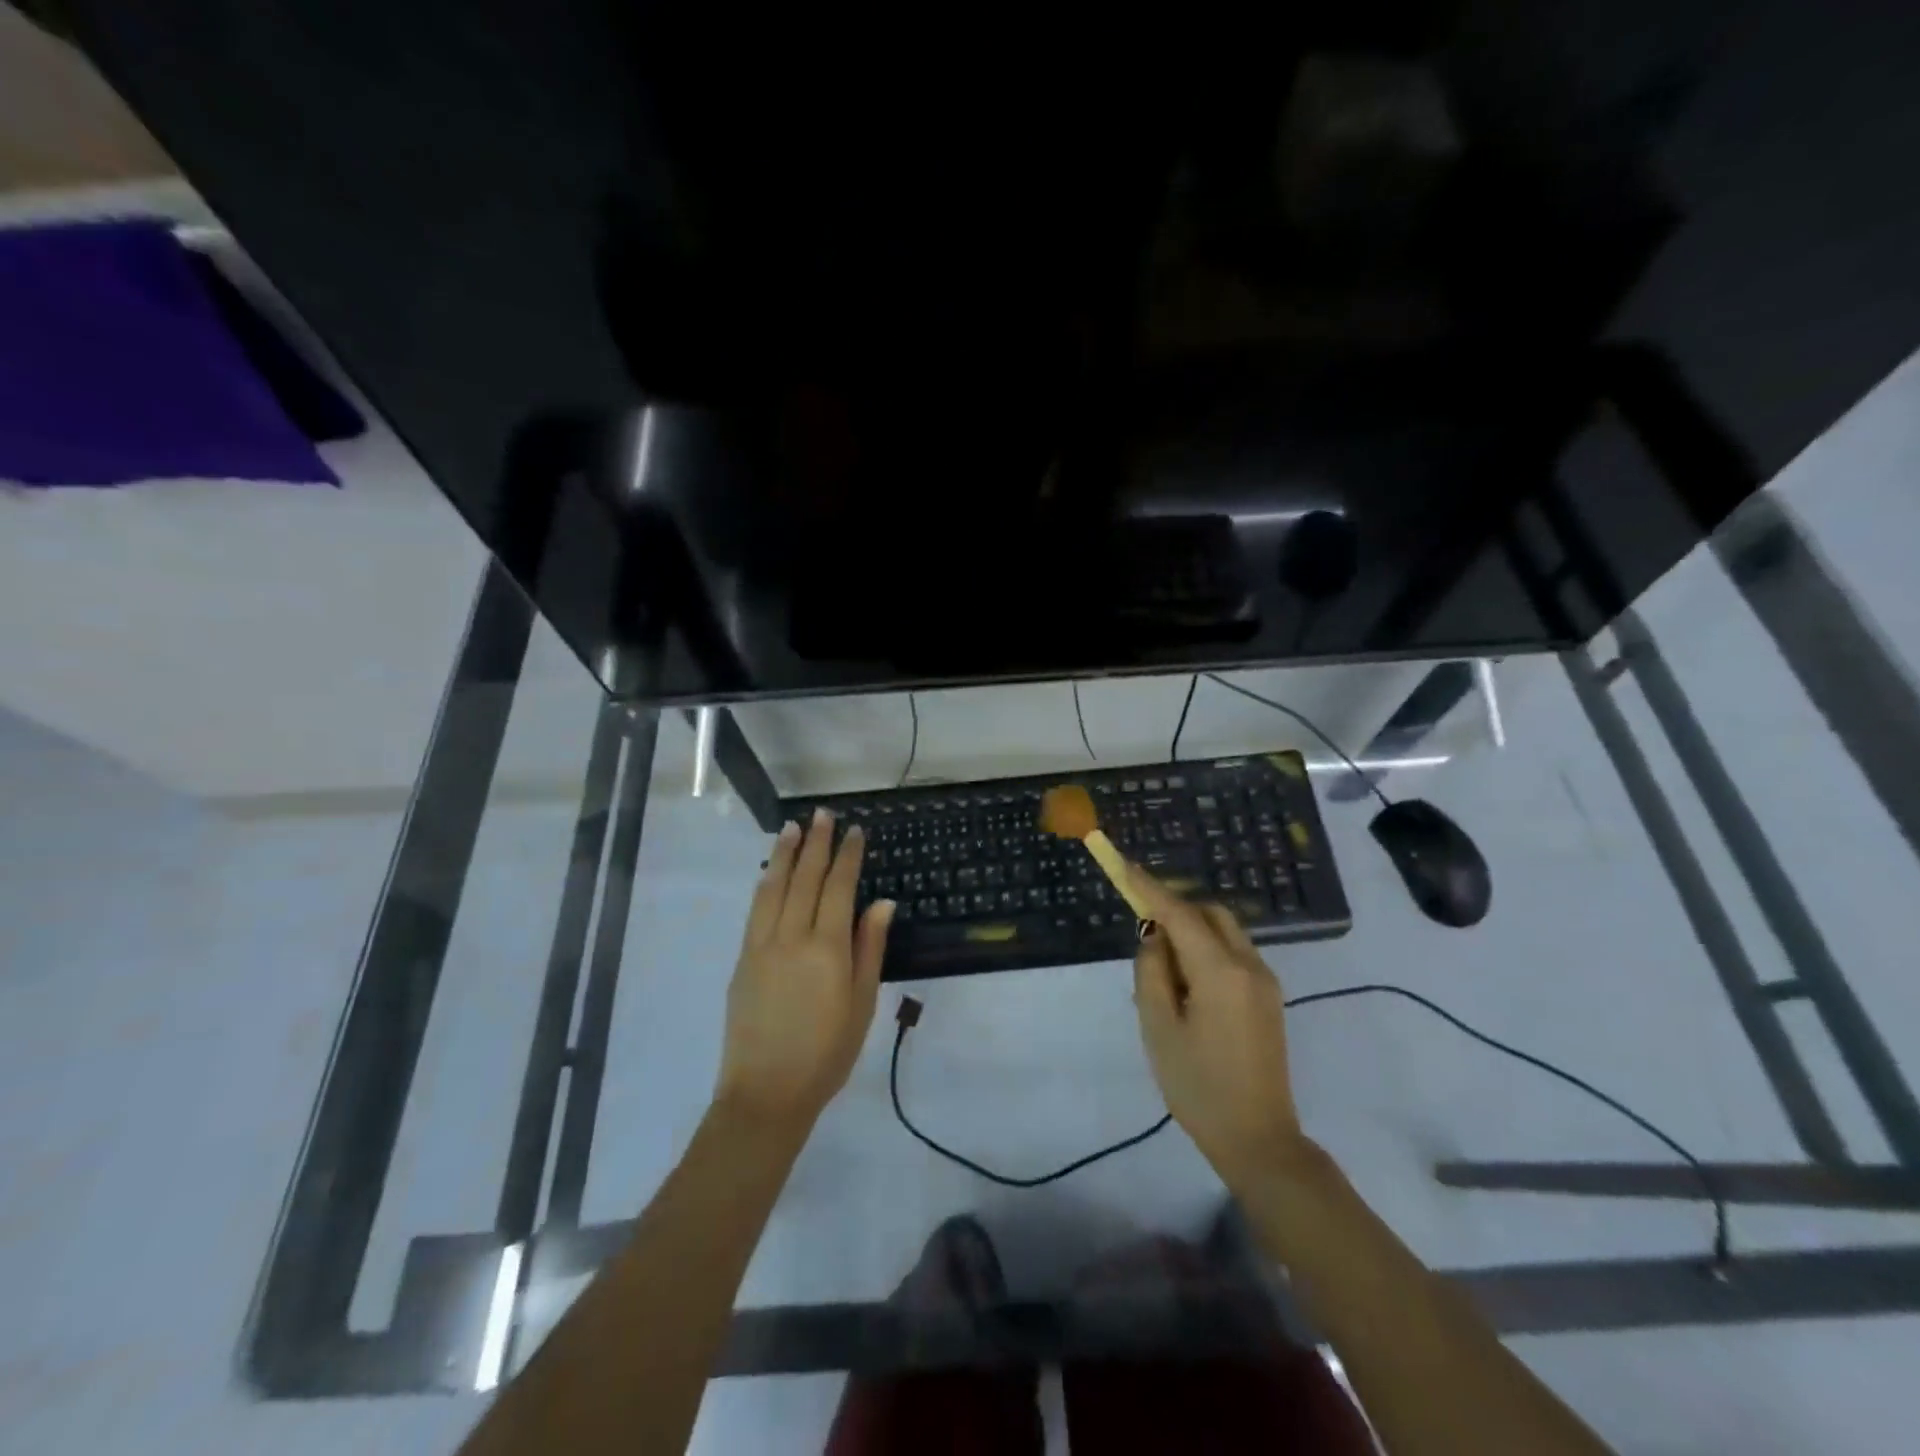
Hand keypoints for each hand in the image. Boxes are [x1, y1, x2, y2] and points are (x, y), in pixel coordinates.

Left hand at [717, 809, 894, 1131]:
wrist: (766, 1092)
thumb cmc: (827, 1052)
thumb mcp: (861, 1003)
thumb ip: (870, 948)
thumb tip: (882, 903)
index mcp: (828, 948)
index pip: (838, 888)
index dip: (847, 857)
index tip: (854, 831)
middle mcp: (792, 937)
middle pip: (805, 878)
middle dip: (815, 843)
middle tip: (822, 814)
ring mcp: (761, 945)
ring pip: (773, 887)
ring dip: (784, 854)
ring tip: (792, 827)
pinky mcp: (742, 959)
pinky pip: (755, 910)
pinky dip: (765, 884)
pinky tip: (769, 872)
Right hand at [1128, 866, 1305, 1189]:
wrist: (1258, 1139)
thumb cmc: (1198, 1085)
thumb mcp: (1158, 1027)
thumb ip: (1151, 971)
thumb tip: (1155, 936)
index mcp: (1220, 971)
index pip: (1179, 913)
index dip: (1149, 887)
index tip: (1125, 865)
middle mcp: (1249, 965)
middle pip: (1210, 912)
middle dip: (1176, 908)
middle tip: (1144, 930)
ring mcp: (1265, 981)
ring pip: (1225, 931)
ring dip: (1192, 931)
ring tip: (1164, 970)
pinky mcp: (1269, 997)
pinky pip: (1234, 954)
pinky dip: (1207, 950)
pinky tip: (1187, 986)